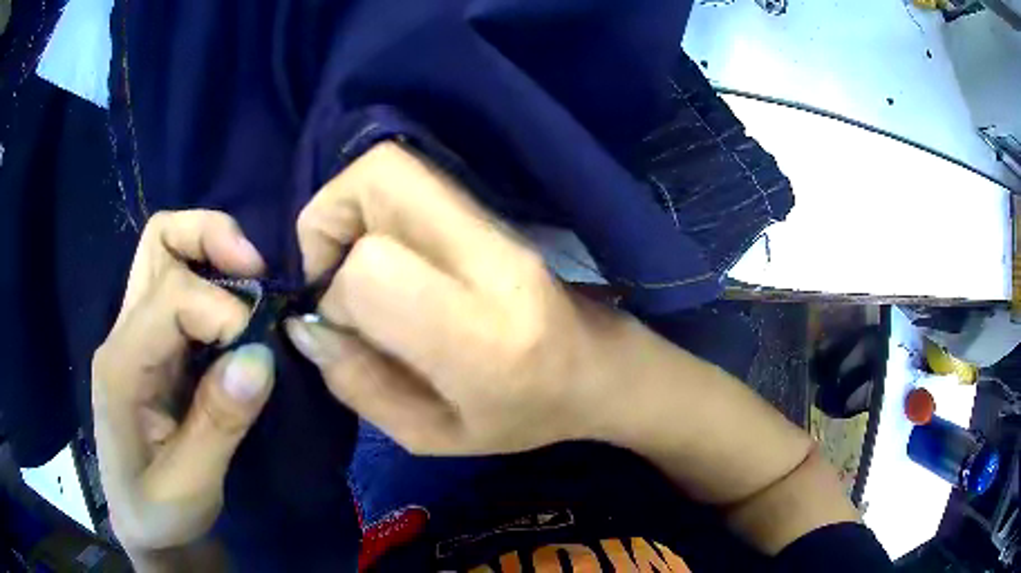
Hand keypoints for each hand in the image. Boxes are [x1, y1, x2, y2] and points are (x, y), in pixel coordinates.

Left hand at [92, 211, 274, 553]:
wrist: (143, 524)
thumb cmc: (159, 513)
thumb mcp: (192, 485)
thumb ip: (219, 423)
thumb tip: (260, 357)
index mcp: (120, 367)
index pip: (170, 296)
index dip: (222, 310)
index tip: (260, 352)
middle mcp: (122, 334)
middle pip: (159, 240)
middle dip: (211, 236)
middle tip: (257, 268)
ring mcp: (135, 333)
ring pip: (166, 248)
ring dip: (213, 250)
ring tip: (252, 281)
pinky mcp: (152, 343)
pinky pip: (180, 283)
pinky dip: (214, 279)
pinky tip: (239, 312)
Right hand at [286, 143, 628, 455]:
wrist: (596, 370)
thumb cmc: (523, 417)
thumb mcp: (432, 435)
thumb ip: (359, 384)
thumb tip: (304, 326)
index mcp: (480, 336)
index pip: (372, 270)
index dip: (336, 295)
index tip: (341, 329)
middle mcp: (490, 260)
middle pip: (381, 177)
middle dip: (327, 220)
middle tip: (328, 275)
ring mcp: (496, 227)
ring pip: (392, 166)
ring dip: (347, 210)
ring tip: (352, 268)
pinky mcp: (491, 213)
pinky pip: (411, 181)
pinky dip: (372, 209)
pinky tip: (382, 257)